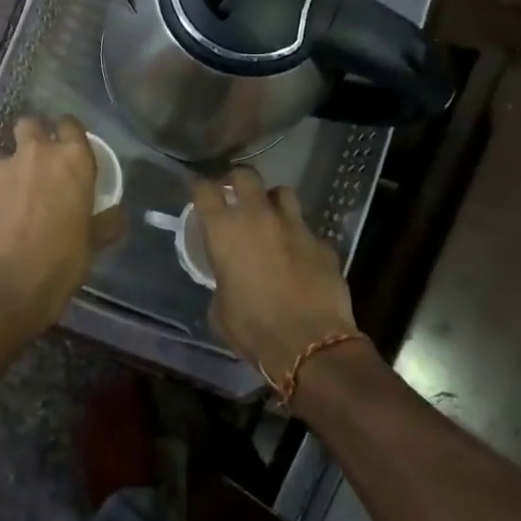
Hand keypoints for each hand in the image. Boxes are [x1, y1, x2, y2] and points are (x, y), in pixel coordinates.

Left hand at [0, 115, 122, 335]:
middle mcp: (37, 153)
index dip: (69, 132)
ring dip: (13, 171)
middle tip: (41, 164)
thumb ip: (107, 221)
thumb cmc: (61, 261)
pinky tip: (0, 219)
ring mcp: (3, 168)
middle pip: (31, 124)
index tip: (70, 147)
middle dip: (34, 137)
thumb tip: (116, 214)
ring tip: (17, 200)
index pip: (71, 124)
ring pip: (7, 156)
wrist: (7, 285)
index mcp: (72, 159)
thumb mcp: (94, 243)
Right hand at [193, 167, 357, 385]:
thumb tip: (228, 277)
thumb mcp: (220, 308)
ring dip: (272, 201)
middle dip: (237, 180)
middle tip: (234, 194)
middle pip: (245, 175)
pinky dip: (299, 238)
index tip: (198, 192)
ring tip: (270, 217)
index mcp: (225, 231)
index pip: (204, 190)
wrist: (310, 345)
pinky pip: (307, 230)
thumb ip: (221, 280)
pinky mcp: (322, 242)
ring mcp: (294, 226)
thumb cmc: (253, 329)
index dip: (199, 187)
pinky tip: (299, 257)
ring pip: (282, 192)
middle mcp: (258, 217)